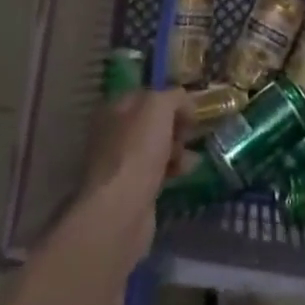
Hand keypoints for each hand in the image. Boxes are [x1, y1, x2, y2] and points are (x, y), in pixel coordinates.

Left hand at [72, 88, 192, 273]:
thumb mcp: (159, 107)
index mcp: (113, 108)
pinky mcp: (131, 190)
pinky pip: (156, 171)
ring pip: (155, 147)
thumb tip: (186, 103)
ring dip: (176, 148)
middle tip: (191, 132)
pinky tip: (185, 172)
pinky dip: (172, 169)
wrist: (121, 209)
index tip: (191, 108)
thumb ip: (174, 97)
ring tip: (191, 156)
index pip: (146, 95)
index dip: (169, 98)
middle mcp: (113, 133)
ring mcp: (120, 163)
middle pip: (151, 122)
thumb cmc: (138, 150)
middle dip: (175, 125)